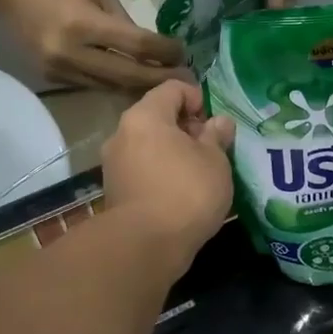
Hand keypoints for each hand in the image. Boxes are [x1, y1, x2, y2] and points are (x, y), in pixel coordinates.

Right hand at [0, 0, 186, 89]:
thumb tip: (152, 47)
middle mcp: (71, 53)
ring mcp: (60, 69)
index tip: (184, 54)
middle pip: (127, 76)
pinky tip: (135, 82)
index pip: (136, 46)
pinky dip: (116, 84)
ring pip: (111, 87)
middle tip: (187, 81)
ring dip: (141, 87)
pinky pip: (93, 85)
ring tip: (166, 85)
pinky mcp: (53, 78)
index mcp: (83, 24)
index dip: (164, 52)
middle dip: (159, 79)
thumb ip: (123, 22)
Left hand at [102, 79, 235, 272]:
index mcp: (145, 116)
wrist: (145, 245)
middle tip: (211, 150)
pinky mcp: (114, 190)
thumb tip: (219, 121)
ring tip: (199, 173)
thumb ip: (216, 136)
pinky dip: (161, 173)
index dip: (198, 98)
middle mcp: (122, 133)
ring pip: (149, 145)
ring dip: (174, 153)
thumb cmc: (186, 191)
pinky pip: (142, 169)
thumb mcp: (215, 161)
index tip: (215, 123)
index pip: (172, 88)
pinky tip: (181, 193)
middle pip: (158, 117)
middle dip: (186, 128)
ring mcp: (114, 164)